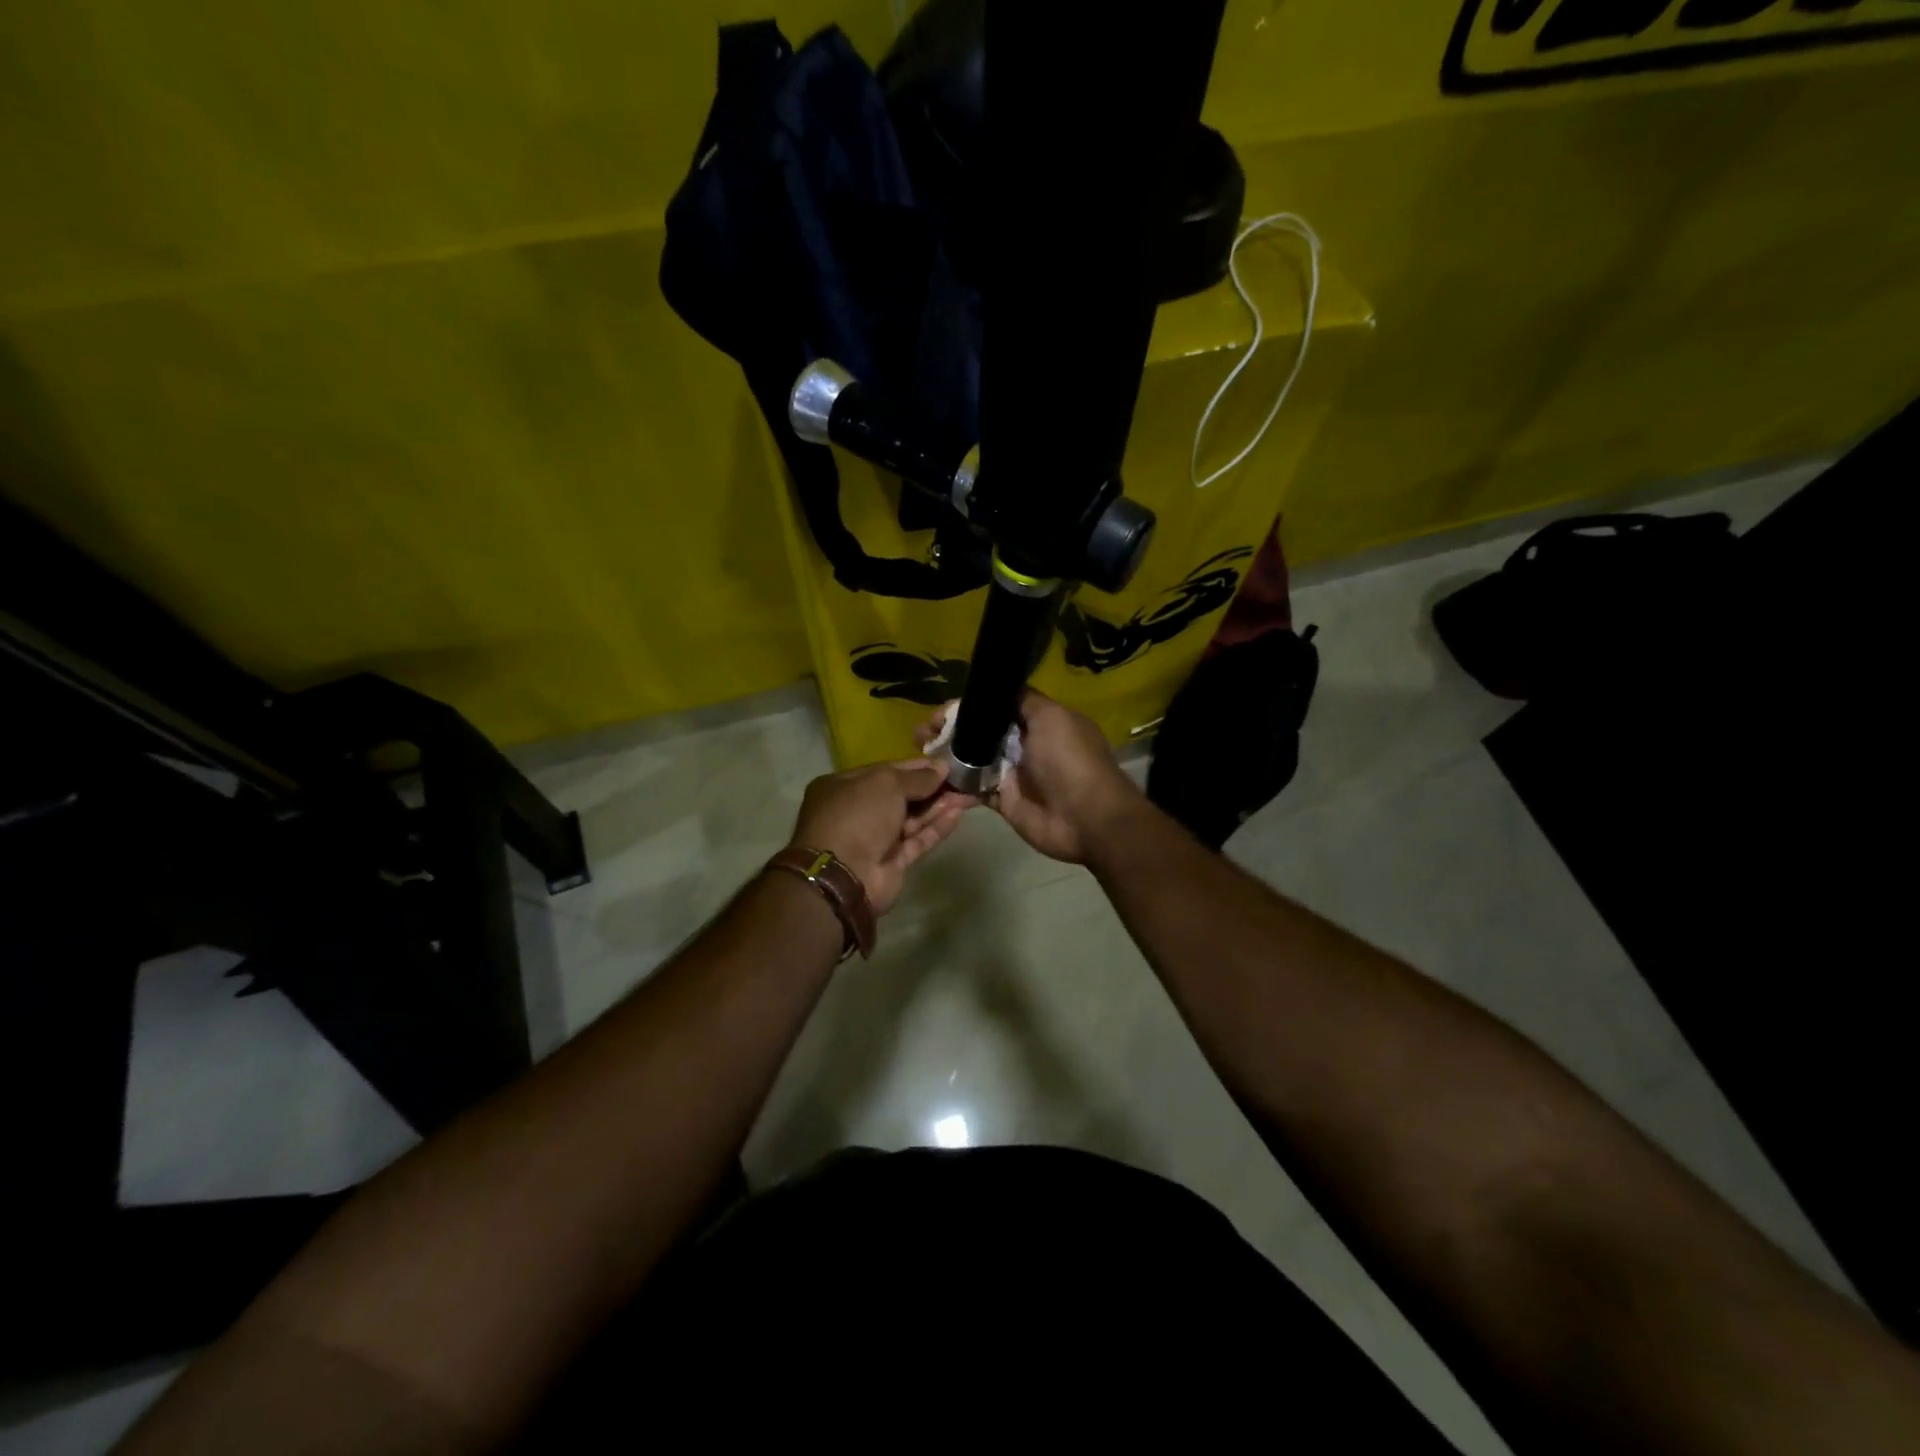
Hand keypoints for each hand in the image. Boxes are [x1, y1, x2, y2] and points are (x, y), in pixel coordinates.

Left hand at [788, 759, 968, 915]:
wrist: (843, 876)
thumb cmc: (858, 816)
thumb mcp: (886, 784)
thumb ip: (917, 777)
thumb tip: (941, 768)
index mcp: (844, 786)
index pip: (887, 771)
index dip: (917, 767)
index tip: (946, 763)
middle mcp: (858, 811)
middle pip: (901, 795)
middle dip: (932, 787)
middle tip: (964, 778)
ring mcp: (875, 838)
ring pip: (912, 818)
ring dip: (939, 806)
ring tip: (969, 794)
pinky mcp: (892, 862)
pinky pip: (917, 840)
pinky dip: (936, 827)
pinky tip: (958, 814)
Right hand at [918, 691, 1141, 864]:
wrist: (1087, 818)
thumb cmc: (1070, 761)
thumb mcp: (1051, 717)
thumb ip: (1023, 701)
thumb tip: (997, 688)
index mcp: (1038, 721)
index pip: (996, 707)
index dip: (967, 707)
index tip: (939, 711)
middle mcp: (1023, 745)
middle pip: (980, 733)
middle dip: (949, 730)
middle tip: (919, 733)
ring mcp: (1012, 774)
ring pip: (973, 760)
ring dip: (946, 756)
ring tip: (917, 752)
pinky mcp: (1003, 801)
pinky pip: (974, 789)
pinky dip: (954, 785)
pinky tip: (931, 780)